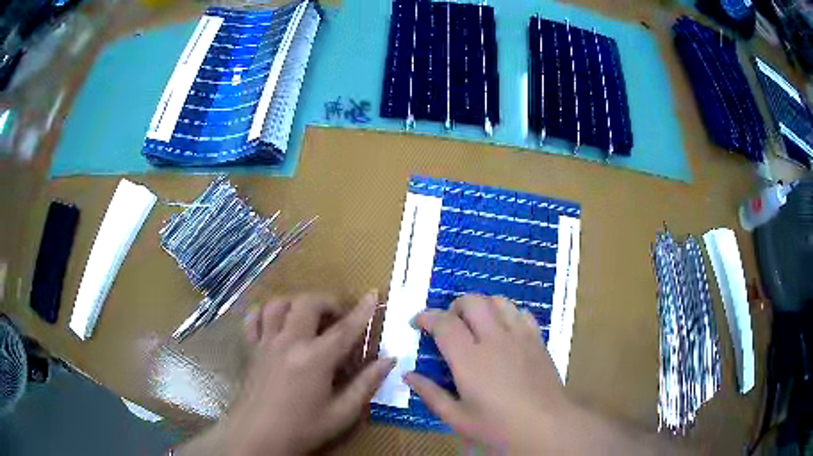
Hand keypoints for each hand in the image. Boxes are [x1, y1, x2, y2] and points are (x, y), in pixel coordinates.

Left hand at [178, 292, 394, 455]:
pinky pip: (254, 319)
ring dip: (296, 304)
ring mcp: (266, 343)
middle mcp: (289, 342)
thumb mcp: (341, 413)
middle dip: (327, 302)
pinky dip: (265, 314)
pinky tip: (275, 324)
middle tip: (339, 317)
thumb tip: (388, 360)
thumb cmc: (303, 428)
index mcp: (315, 359)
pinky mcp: (252, 350)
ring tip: (309, 318)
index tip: (373, 294)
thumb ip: (366, 385)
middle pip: (307, 303)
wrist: (258, 437)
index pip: (344, 329)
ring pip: (278, 304)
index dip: (362, 311)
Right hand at [405, 294, 574, 452]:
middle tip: (448, 324)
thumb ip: (431, 394)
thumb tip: (408, 375)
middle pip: (472, 302)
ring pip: (497, 301)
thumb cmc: (499, 427)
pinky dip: (506, 313)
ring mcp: (519, 336)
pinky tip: (503, 330)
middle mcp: (494, 339)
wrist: (547, 426)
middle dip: (453, 306)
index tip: (417, 322)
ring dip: (481, 306)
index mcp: (470, 360)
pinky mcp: (537, 339)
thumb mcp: (458, 418)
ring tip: (475, 324)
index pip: (444, 323)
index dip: (426, 317)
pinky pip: (520, 312)